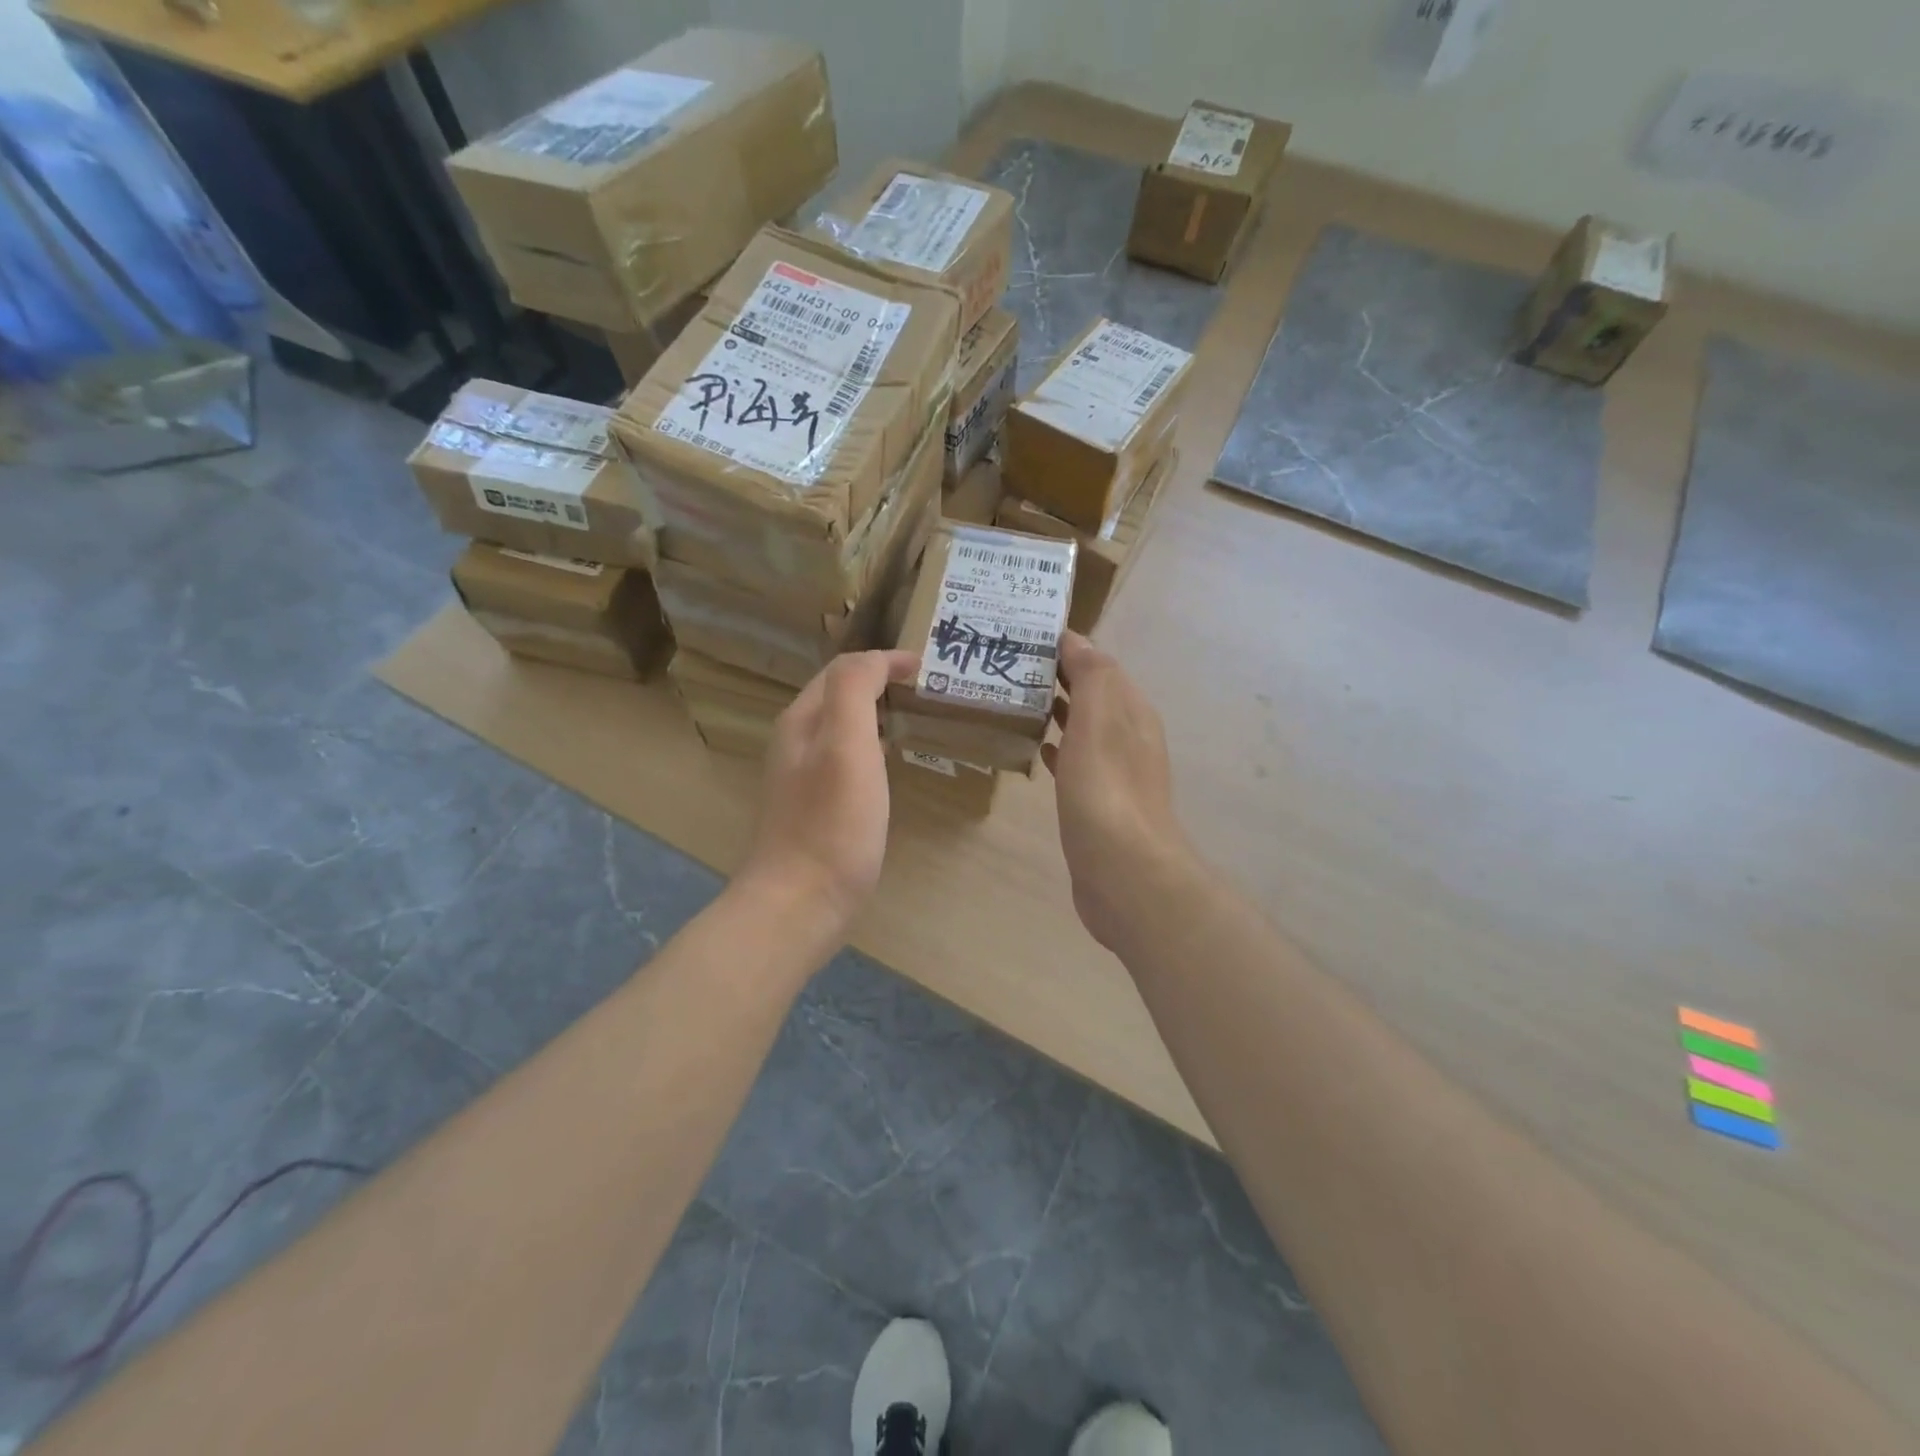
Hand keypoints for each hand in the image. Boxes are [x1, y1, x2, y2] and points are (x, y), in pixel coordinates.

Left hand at [737, 649, 916, 940]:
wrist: (798, 903)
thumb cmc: (830, 823)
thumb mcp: (846, 745)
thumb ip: (854, 690)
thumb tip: (876, 659)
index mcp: (802, 720)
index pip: (843, 669)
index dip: (884, 660)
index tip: (926, 667)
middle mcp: (795, 741)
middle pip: (837, 695)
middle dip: (878, 681)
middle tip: (923, 688)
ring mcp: (801, 777)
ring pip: (840, 727)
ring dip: (874, 713)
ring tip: (911, 717)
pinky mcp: (813, 807)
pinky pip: (844, 758)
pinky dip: (870, 746)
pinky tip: (887, 765)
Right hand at [1043, 633, 1194, 951]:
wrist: (1124, 872)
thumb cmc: (1106, 790)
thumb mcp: (1100, 721)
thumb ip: (1092, 675)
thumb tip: (1076, 639)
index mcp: (1132, 712)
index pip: (1100, 665)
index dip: (1067, 647)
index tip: (1023, 635)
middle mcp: (1129, 737)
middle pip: (1092, 695)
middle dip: (1057, 677)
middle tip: (1008, 665)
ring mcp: (1115, 773)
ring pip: (1083, 728)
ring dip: (1056, 710)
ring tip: (1013, 699)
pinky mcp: (1098, 804)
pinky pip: (1075, 762)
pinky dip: (1058, 747)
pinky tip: (1038, 748)